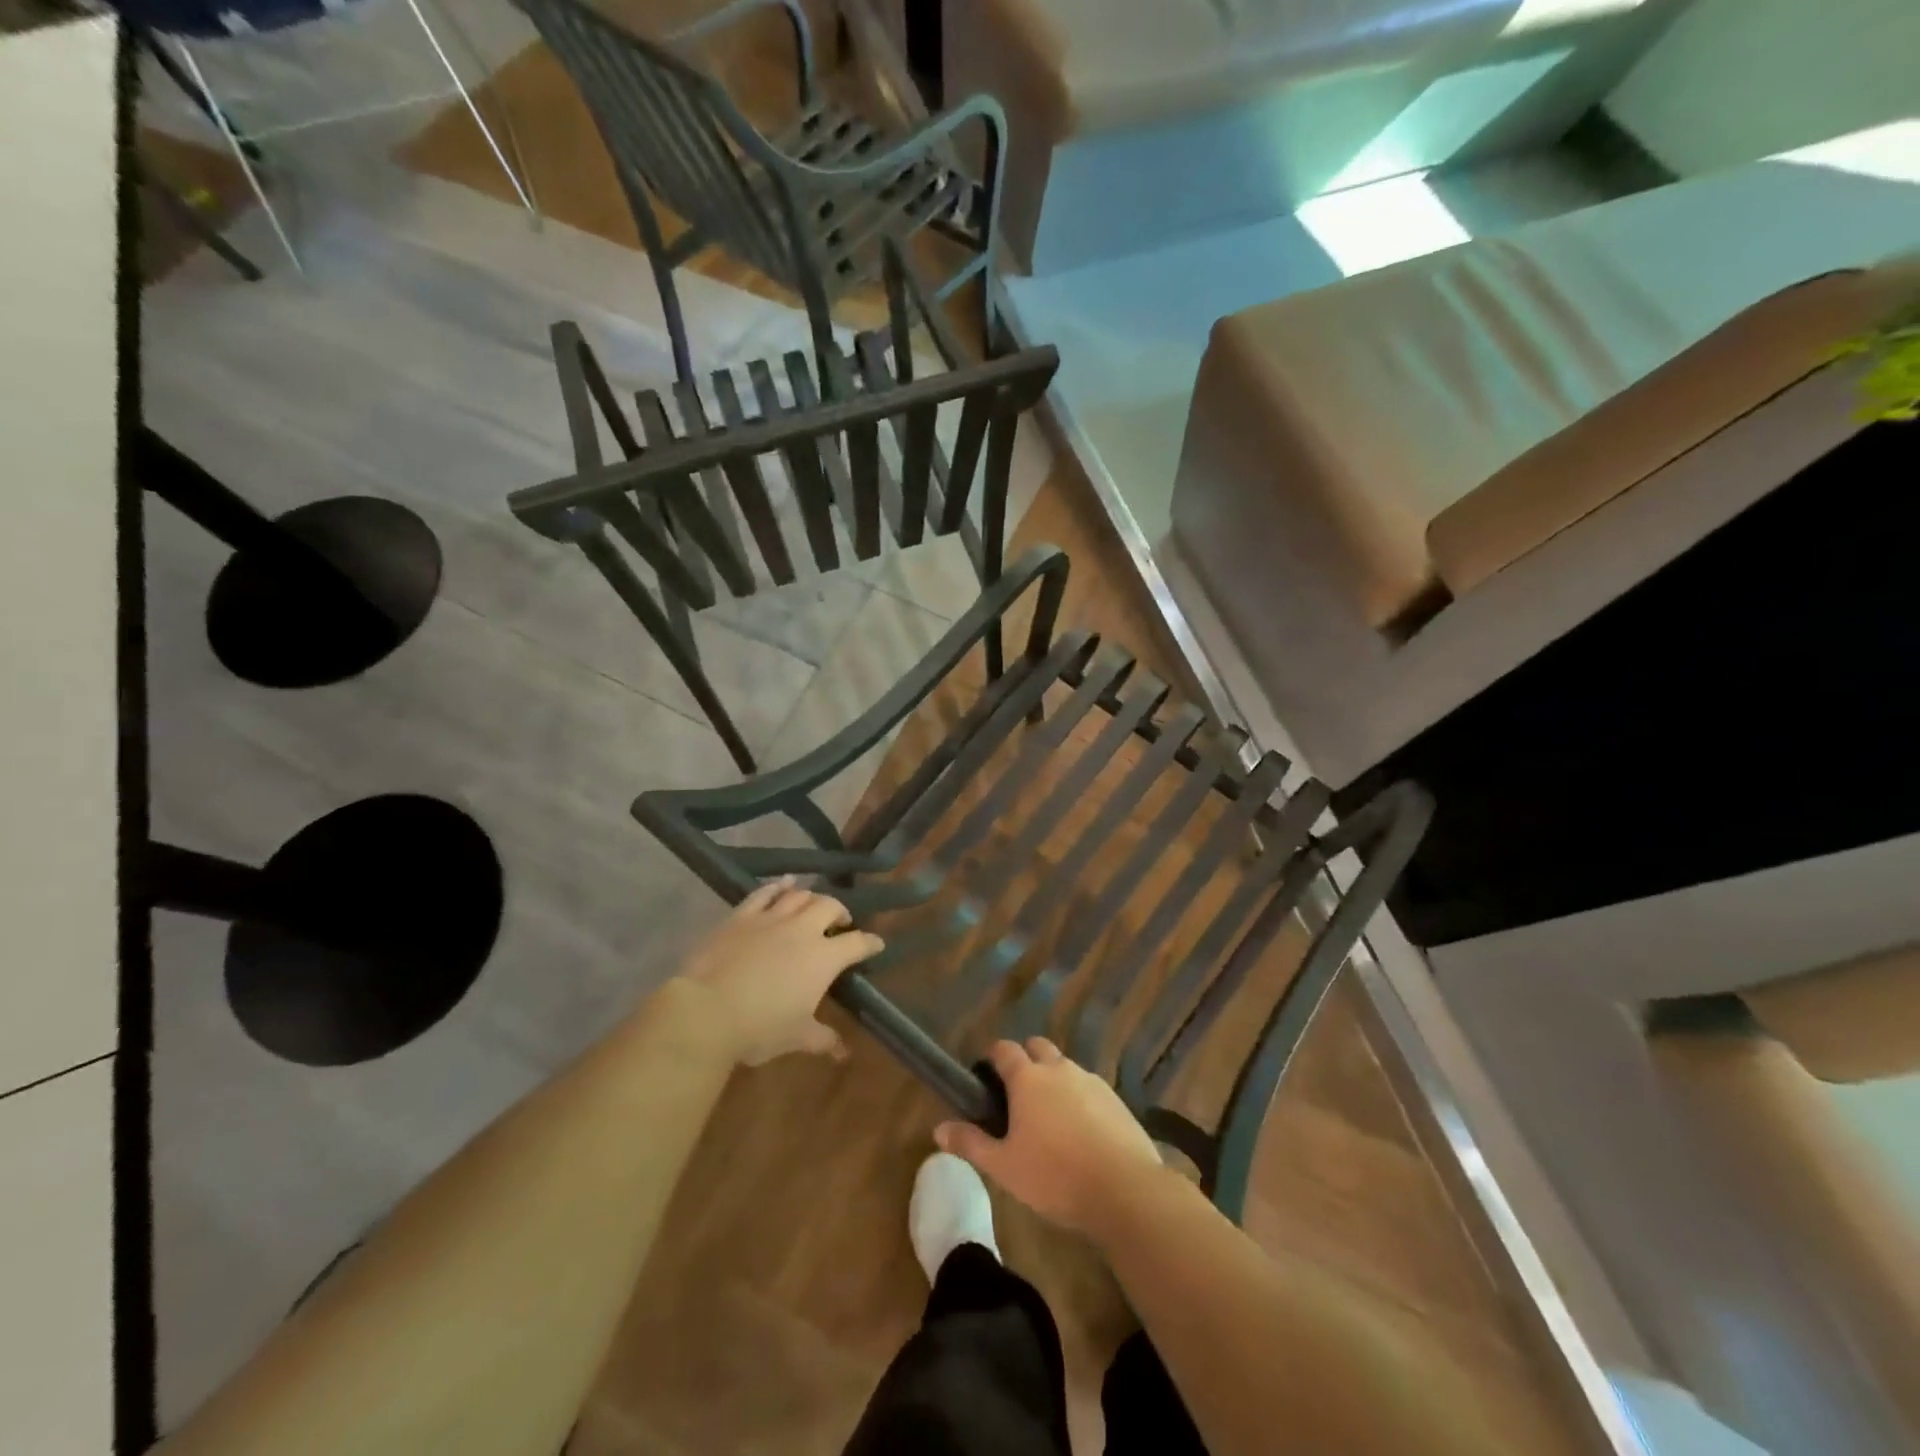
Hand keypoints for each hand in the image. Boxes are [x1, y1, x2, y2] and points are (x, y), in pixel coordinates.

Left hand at [674, 877, 883, 1067]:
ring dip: (811, 897)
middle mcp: (803, 930)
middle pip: (830, 906)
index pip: (857, 943)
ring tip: (813, 904)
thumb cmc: (760, 1027)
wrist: (706, 1010)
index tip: (876, 944)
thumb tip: (843, 1053)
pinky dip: (777, 886)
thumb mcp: (797, 1037)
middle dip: (840, 912)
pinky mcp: (741, 916)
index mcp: (824, 958)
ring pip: (799, 895)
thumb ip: (823, 1039)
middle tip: (840, 923)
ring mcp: (771, 918)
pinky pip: (764, 893)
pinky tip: (783, 884)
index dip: (870, 943)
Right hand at [934, 1038, 1165, 1237]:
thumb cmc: (1055, 1176)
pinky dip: (1079, 1098)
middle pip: (1037, 1047)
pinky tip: (1080, 1131)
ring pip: (1065, 1066)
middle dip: (1025, 1059)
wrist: (1125, 1189)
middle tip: (1017, 1094)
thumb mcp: (1004, 1167)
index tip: (986, 1075)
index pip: (1004, 1049)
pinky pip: (1089, 1087)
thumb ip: (971, 1144)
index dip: (993, 1057)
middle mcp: (1059, 1069)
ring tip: (1050, 1117)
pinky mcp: (1115, 1098)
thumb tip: (938, 1128)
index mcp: (1028, 1078)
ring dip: (1054, 1079)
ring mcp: (1091, 1080)